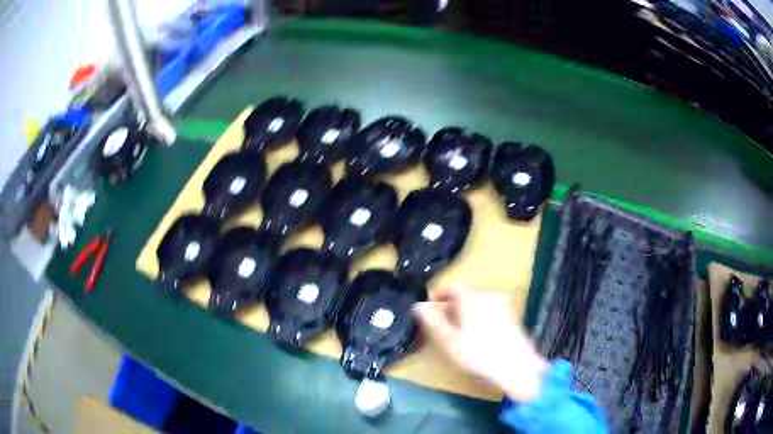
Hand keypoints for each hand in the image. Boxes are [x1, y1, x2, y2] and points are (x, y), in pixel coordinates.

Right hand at [413, 287, 547, 401]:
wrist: (516, 366)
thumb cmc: (478, 353)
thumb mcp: (449, 340)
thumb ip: (433, 321)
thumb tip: (418, 306)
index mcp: (471, 297)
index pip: (451, 287)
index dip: (438, 296)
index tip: (431, 310)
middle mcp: (488, 294)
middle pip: (465, 294)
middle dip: (453, 306)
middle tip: (444, 324)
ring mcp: (503, 304)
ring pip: (479, 302)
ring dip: (467, 312)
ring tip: (461, 332)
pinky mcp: (512, 315)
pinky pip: (490, 310)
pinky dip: (481, 317)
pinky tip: (480, 336)